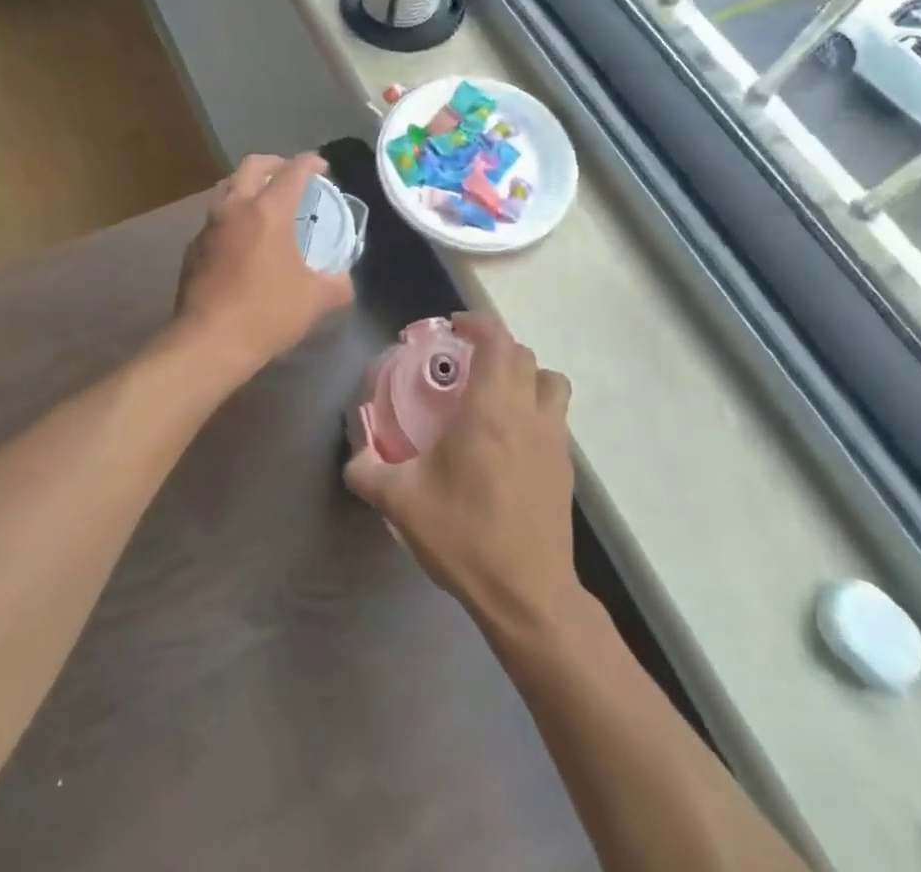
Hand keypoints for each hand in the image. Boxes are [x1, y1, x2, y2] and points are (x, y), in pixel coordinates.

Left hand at [174, 153, 355, 380]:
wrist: (209, 342)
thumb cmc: (267, 313)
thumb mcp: (316, 299)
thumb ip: (338, 284)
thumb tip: (345, 280)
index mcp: (268, 211)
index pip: (293, 171)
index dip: (311, 163)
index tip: (322, 166)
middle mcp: (235, 208)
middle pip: (253, 166)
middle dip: (275, 163)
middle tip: (291, 175)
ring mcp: (209, 227)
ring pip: (229, 189)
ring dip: (250, 188)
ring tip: (267, 206)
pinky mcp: (193, 249)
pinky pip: (216, 220)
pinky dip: (234, 218)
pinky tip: (243, 242)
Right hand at [345, 314, 578, 629]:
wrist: (528, 596)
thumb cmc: (464, 536)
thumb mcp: (401, 503)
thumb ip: (367, 471)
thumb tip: (354, 457)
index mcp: (490, 410)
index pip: (497, 342)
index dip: (478, 324)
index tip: (455, 327)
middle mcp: (528, 414)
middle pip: (524, 356)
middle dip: (496, 348)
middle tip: (465, 362)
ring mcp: (554, 440)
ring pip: (551, 383)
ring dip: (525, 376)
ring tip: (495, 394)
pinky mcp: (566, 468)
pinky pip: (555, 417)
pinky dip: (535, 409)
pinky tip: (508, 440)